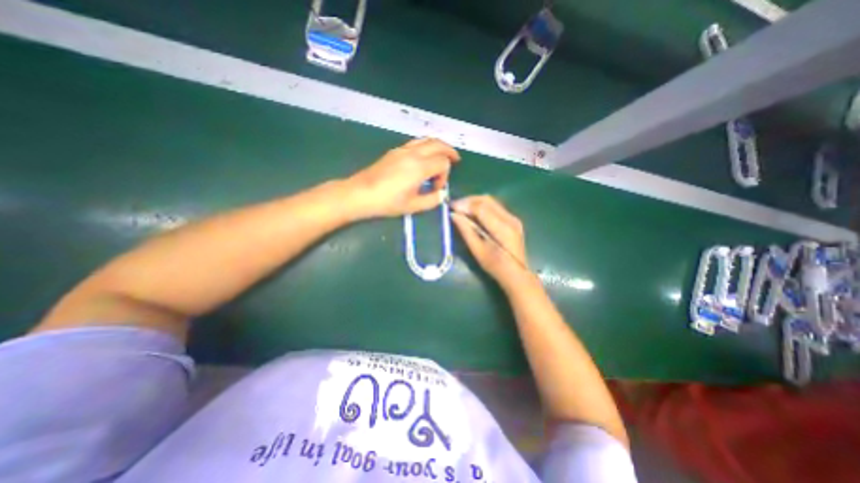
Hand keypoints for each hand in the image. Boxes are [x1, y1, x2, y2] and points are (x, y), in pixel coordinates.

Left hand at [346, 135, 459, 216]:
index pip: (443, 163)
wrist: (360, 194)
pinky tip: (424, 157)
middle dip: (449, 151)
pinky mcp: (394, 151)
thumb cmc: (387, 202)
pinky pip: (416, 143)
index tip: (436, 188)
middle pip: (438, 144)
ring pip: (426, 140)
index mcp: (419, 167)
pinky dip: (426, 146)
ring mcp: (402, 150)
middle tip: (455, 159)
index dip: (445, 175)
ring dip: (438, 146)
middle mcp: (413, 154)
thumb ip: (432, 200)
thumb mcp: (413, 206)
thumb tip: (441, 195)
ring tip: (442, 155)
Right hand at [451, 195, 532, 290]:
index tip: (450, 206)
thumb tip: (453, 215)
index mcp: (502, 228)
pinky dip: (482, 206)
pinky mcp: (513, 220)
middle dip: (469, 200)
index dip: (464, 204)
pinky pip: (495, 207)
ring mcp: (513, 218)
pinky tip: (473, 213)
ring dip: (475, 202)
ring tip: (462, 209)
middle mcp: (510, 218)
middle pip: (487, 200)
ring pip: (491, 201)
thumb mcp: (477, 250)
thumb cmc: (495, 266)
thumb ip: (466, 230)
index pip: (481, 208)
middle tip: (454, 206)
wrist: (516, 274)